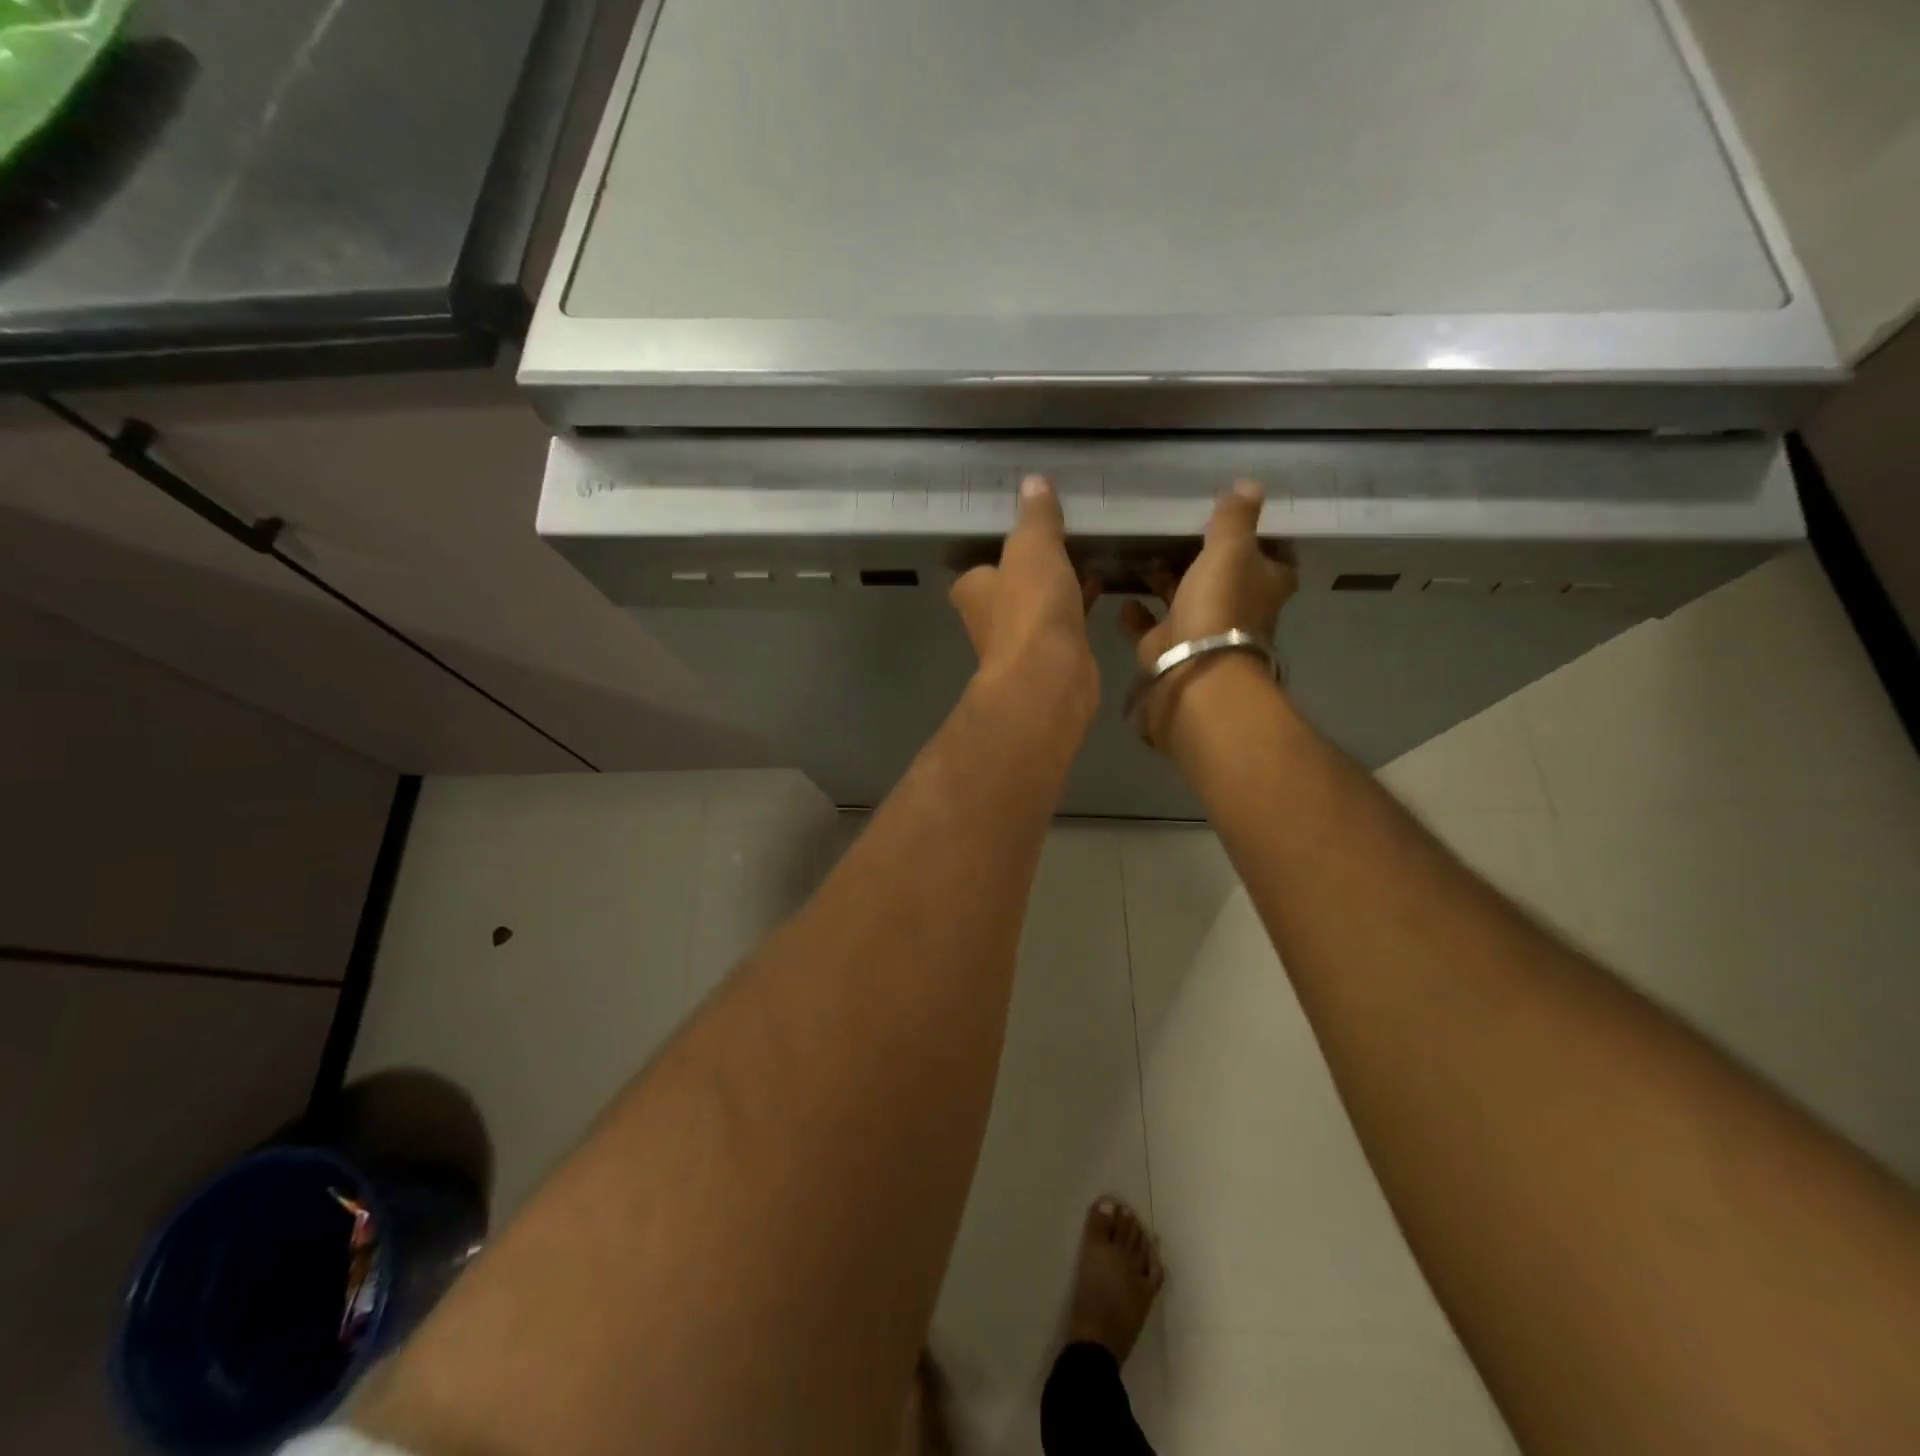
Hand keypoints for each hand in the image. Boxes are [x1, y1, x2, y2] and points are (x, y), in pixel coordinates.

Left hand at [951, 476, 1100, 727]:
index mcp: (974, 590)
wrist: (1050, 676)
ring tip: (1085, 560)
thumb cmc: (1030, 608)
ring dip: (1056, 590)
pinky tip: (1100, 590)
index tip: (1021, 538)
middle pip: (1009, 589)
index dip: (998, 555)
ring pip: (1038, 608)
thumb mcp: (1033, 548)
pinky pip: (1063, 624)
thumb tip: (1034, 481)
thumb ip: (1035, 517)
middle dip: (1031, 573)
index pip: (978, 570)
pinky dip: (1077, 607)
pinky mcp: (1051, 659)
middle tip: (1059, 546)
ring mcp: (1020, 643)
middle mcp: (989, 619)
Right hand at [1120, 481, 1296, 749]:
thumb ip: (1235, 519)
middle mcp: (1234, 609)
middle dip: (1203, 559)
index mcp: (1262, 585)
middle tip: (1176, 531)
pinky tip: (1121, 596)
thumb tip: (1250, 484)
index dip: (1261, 541)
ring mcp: (1199, 632)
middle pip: (1223, 579)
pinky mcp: (1165, 650)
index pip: (1273, 559)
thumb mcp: (1231, 551)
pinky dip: (1136, 613)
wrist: (1191, 674)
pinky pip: (1148, 627)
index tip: (1238, 521)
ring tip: (1140, 557)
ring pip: (1183, 600)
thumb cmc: (1219, 608)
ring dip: (1165, 582)